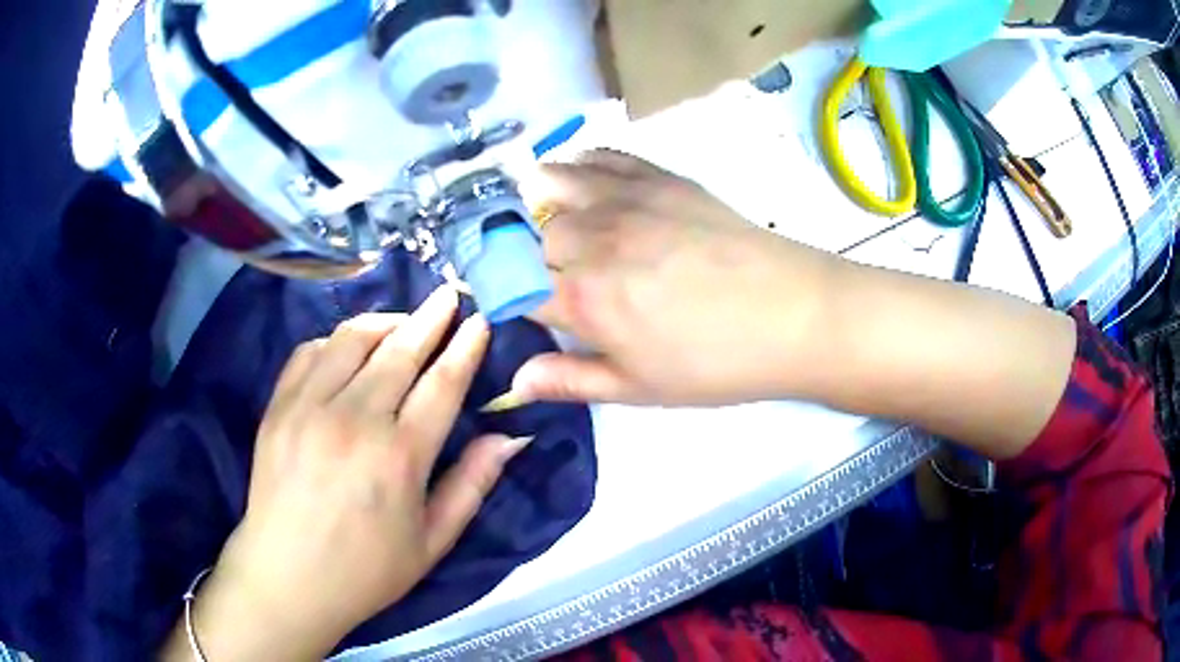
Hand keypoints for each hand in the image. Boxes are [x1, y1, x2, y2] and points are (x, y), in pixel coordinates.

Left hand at [162, 287, 529, 660]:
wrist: (287, 578)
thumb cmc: (367, 571)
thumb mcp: (432, 542)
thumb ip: (472, 485)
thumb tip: (510, 437)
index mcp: (399, 457)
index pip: (442, 383)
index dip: (465, 347)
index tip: (480, 320)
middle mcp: (354, 420)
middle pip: (400, 349)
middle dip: (431, 317)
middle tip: (449, 295)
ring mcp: (309, 407)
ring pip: (352, 338)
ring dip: (385, 321)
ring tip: (403, 322)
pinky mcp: (278, 406)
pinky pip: (310, 351)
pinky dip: (335, 341)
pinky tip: (349, 350)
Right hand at [514, 150, 839, 405]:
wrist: (794, 314)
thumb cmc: (716, 363)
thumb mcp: (640, 388)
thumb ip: (571, 380)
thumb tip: (514, 381)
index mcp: (582, 298)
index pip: (511, 286)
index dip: (503, 294)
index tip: (513, 303)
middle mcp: (591, 238)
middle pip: (528, 235)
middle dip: (526, 255)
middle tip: (550, 275)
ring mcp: (625, 199)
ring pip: (551, 183)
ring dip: (539, 201)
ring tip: (553, 219)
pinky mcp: (659, 177)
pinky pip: (601, 157)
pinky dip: (580, 165)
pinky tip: (586, 181)